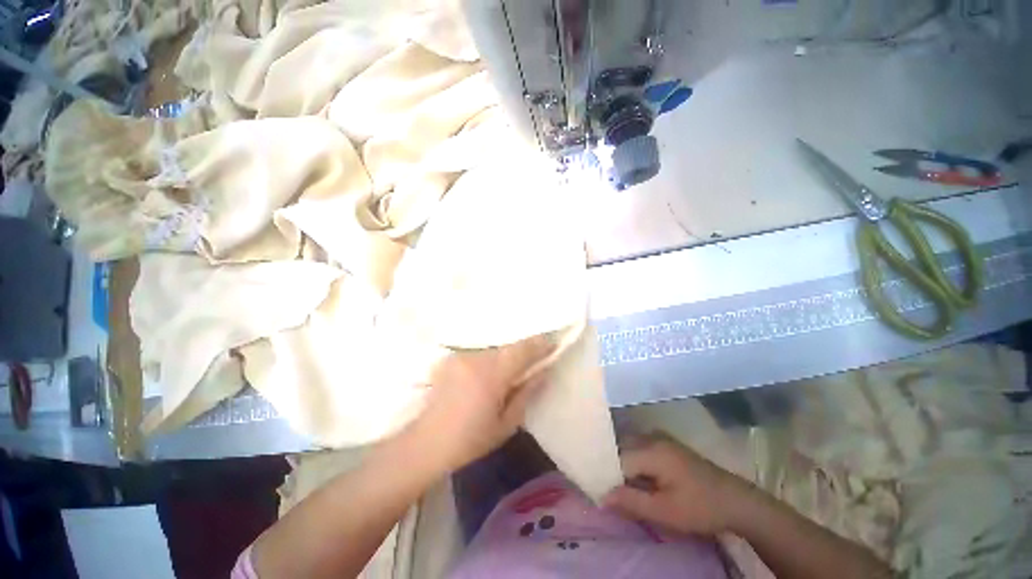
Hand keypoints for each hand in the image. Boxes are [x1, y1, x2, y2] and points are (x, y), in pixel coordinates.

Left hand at [405, 336, 554, 473]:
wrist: (426, 442)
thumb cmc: (470, 440)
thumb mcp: (506, 423)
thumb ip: (527, 393)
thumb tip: (544, 372)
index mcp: (492, 375)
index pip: (522, 350)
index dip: (540, 344)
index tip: (553, 343)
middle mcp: (476, 358)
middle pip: (508, 347)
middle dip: (524, 351)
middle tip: (534, 361)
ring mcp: (461, 356)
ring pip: (494, 350)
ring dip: (505, 357)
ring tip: (509, 373)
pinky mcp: (451, 359)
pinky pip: (479, 354)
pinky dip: (489, 361)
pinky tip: (486, 377)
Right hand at [603, 434, 755, 535]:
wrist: (736, 501)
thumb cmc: (700, 508)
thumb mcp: (665, 511)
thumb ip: (631, 502)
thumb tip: (602, 497)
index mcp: (651, 450)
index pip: (616, 458)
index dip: (606, 475)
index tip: (599, 493)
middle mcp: (651, 437)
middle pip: (620, 449)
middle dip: (612, 469)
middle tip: (608, 492)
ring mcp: (659, 438)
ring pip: (629, 448)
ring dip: (622, 466)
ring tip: (620, 487)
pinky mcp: (666, 444)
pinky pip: (639, 448)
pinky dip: (633, 463)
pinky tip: (636, 480)